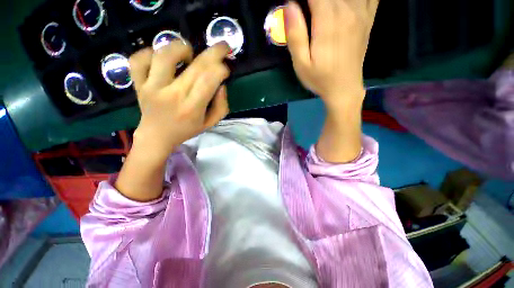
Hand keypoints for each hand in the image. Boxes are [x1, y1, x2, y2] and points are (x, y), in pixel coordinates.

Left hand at [129, 40, 230, 158]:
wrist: (156, 136)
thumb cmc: (186, 130)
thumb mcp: (210, 123)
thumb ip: (221, 106)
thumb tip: (221, 85)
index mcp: (192, 108)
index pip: (209, 82)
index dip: (220, 70)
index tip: (225, 68)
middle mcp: (172, 95)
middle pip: (195, 67)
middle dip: (214, 53)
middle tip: (223, 46)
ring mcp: (152, 87)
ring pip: (164, 56)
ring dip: (181, 48)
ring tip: (189, 53)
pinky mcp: (138, 83)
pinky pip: (138, 60)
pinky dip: (149, 52)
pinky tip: (161, 58)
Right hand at [285, 0, 378, 108]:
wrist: (344, 88)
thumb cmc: (320, 78)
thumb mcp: (301, 64)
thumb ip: (295, 35)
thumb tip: (289, 5)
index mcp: (328, 20)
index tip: (297, 6)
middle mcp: (347, 10)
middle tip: (308, 11)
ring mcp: (361, 12)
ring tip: (323, 9)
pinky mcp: (368, 18)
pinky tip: (346, 4)